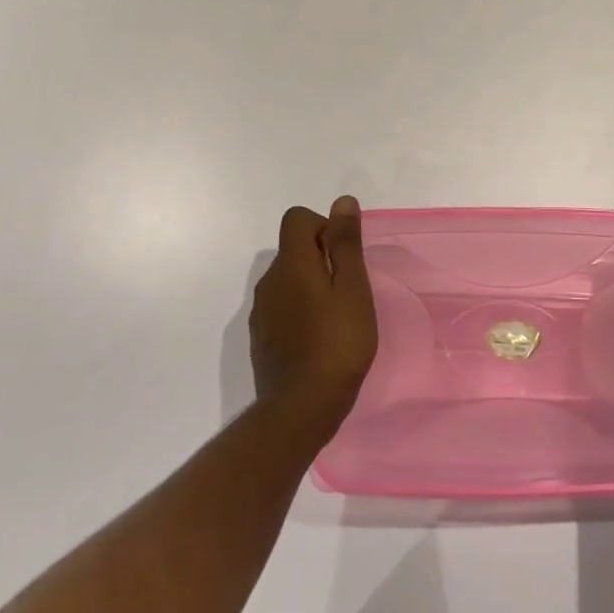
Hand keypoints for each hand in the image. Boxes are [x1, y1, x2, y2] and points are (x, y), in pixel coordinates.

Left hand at [249, 197, 378, 440]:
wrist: (299, 410)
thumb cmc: (337, 343)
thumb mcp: (353, 288)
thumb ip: (346, 243)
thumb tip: (342, 202)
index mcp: (292, 263)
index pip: (297, 219)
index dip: (324, 226)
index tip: (345, 256)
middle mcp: (269, 281)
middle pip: (293, 249)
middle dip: (321, 257)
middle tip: (349, 289)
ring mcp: (261, 312)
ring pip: (288, 279)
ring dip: (311, 285)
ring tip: (337, 316)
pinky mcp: (260, 338)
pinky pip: (282, 307)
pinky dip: (300, 310)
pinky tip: (319, 339)